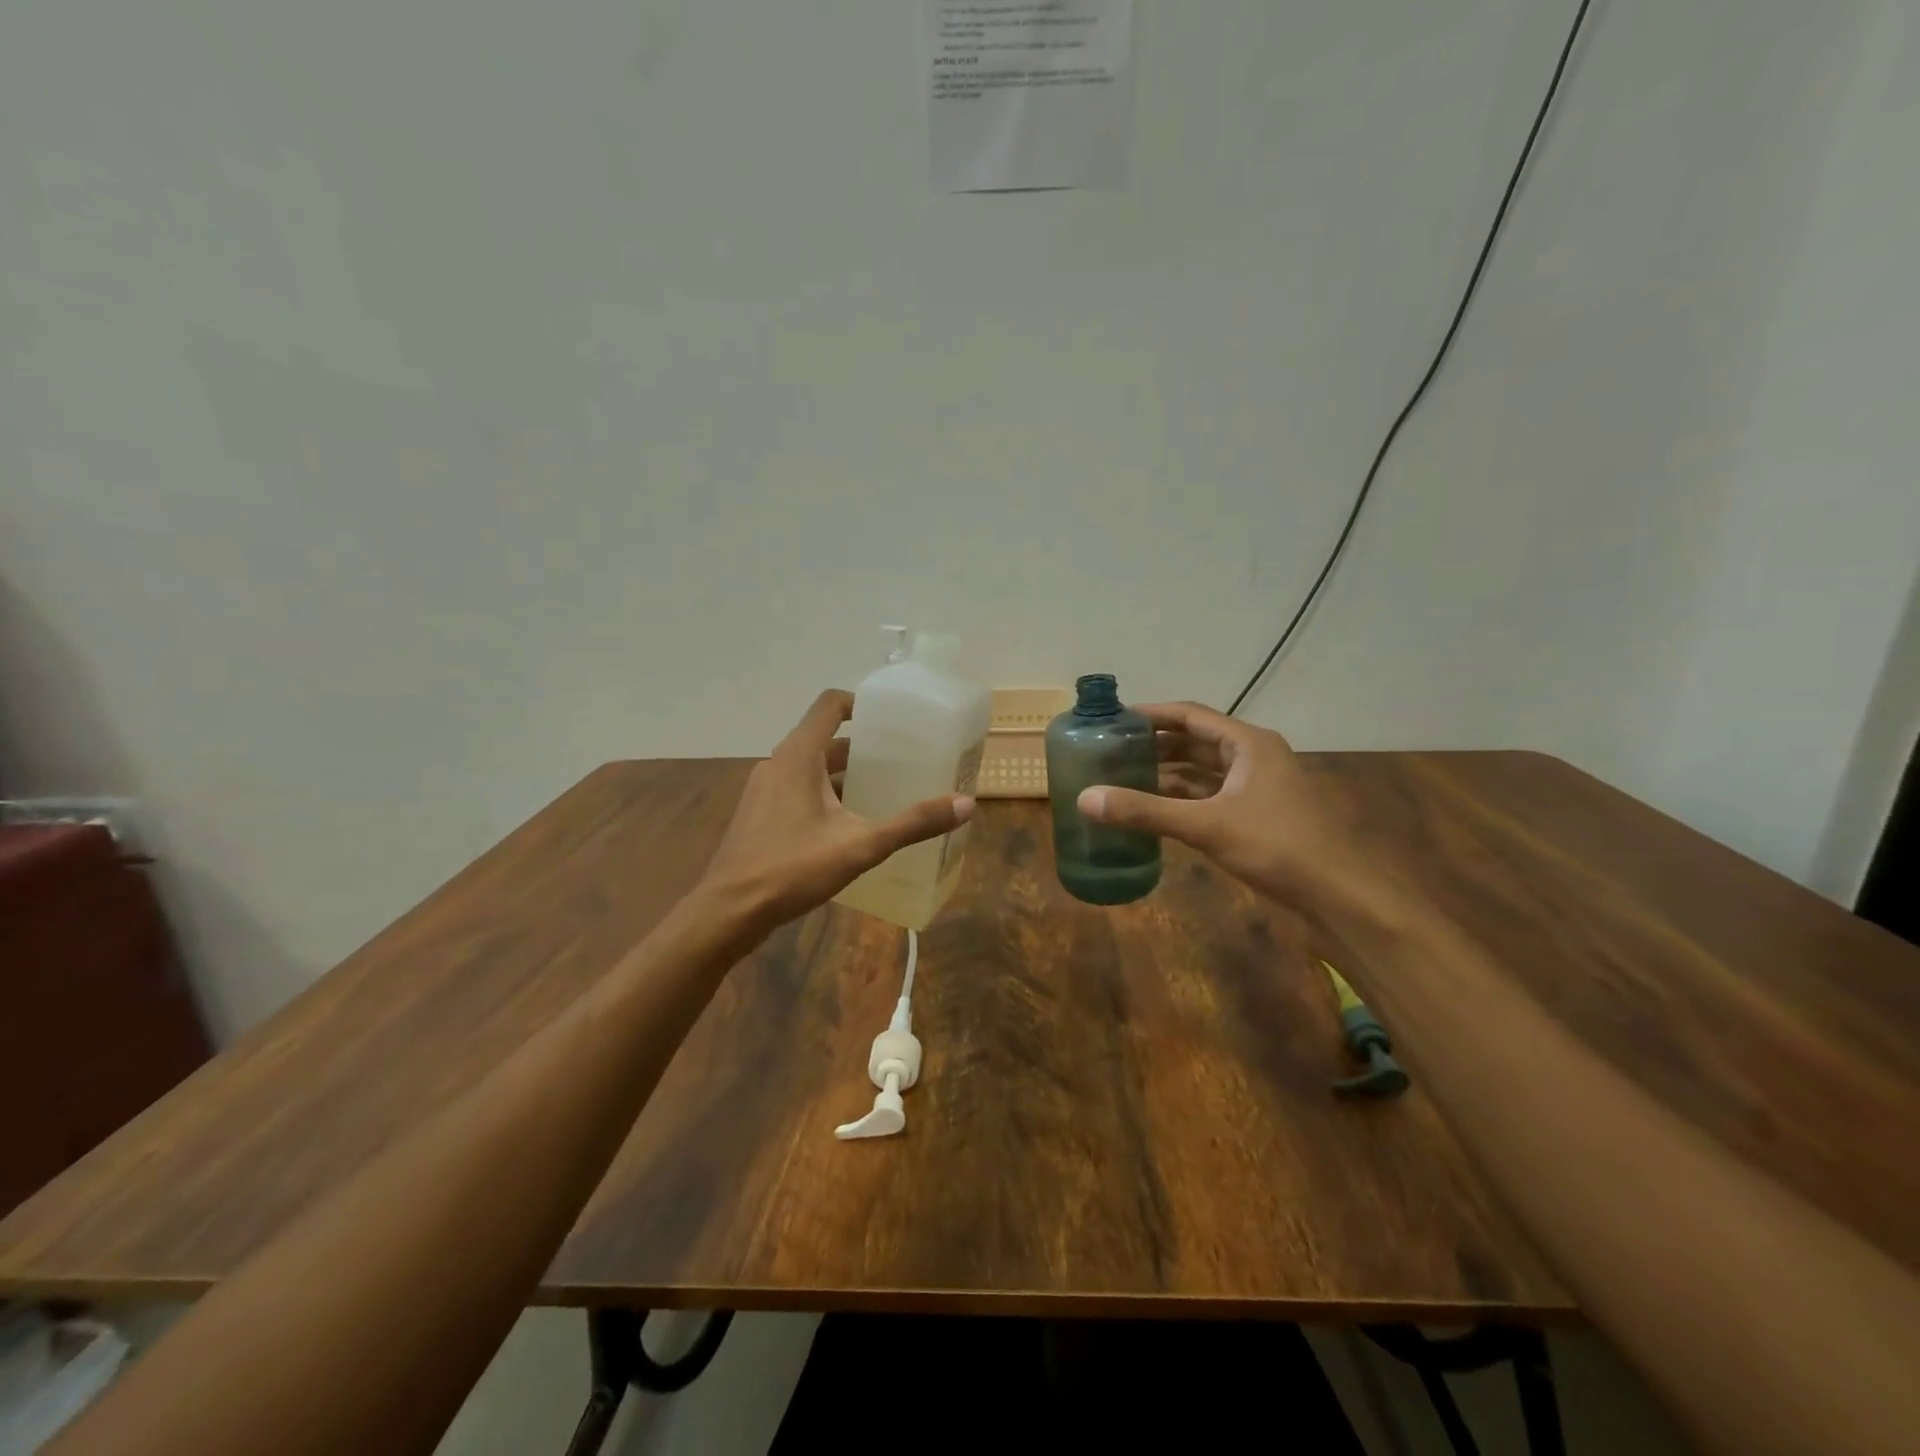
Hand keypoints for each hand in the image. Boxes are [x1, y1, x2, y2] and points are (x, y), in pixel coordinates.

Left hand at [700, 689, 973, 929]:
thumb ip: (912, 823)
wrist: (727, 912)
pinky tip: (849, 823)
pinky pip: (798, 789)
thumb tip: (966, 804)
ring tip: (883, 789)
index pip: (830, 705)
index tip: (893, 717)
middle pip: (824, 738)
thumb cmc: (791, 868)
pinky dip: (825, 794)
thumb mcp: (860, 845)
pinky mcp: (759, 815)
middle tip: (902, 758)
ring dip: (844, 773)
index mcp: (798, 756)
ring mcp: (764, 790)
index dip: (861, 702)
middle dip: (863, 746)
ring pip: (810, 768)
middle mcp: (778, 764)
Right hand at [1075, 701, 1373, 917]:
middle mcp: (1253, 758)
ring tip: (1122, 778)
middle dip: (1154, 745)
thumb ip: (1145, 811)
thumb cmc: (1277, 846)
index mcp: (1248, 744)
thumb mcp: (1206, 826)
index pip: (1189, 715)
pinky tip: (1153, 811)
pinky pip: (1210, 798)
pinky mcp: (1256, 817)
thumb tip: (1085, 798)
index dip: (1150, 714)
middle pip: (1195, 741)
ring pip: (1202, 772)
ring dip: (1166, 774)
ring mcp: (1257, 789)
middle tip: (1110, 751)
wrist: (1339, 896)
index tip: (1112, 720)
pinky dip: (1181, 801)